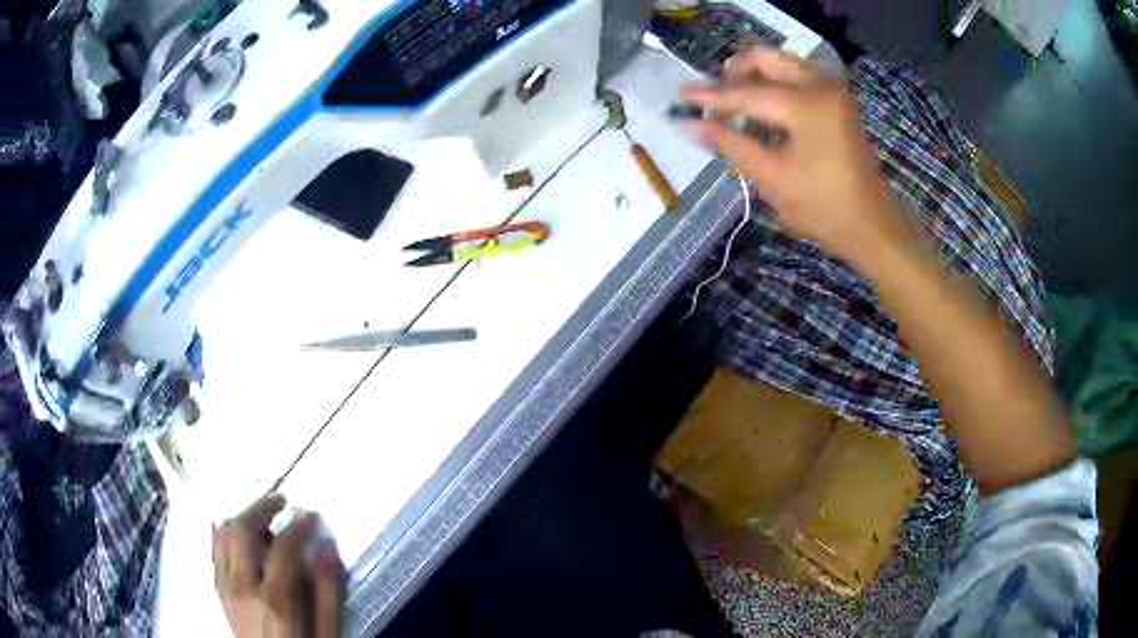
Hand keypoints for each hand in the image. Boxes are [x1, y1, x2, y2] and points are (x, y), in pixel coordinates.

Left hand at [213, 495, 344, 637]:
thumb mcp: (327, 633)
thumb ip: (328, 593)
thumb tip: (327, 548)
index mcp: (274, 599)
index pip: (283, 547)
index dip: (298, 525)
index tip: (311, 514)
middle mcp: (242, 584)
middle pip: (241, 529)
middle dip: (261, 506)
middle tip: (282, 501)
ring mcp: (224, 584)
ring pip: (223, 532)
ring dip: (243, 517)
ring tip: (263, 518)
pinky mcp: (218, 587)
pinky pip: (216, 546)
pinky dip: (228, 532)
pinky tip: (244, 537)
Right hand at [679, 47, 904, 263]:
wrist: (872, 227)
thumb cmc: (823, 209)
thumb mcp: (772, 179)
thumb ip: (730, 144)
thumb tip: (687, 123)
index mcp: (808, 105)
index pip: (747, 92)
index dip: (711, 96)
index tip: (681, 96)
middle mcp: (822, 85)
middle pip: (766, 58)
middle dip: (735, 73)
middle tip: (716, 99)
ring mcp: (833, 91)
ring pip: (781, 63)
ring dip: (754, 76)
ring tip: (736, 103)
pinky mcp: (838, 101)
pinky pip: (797, 76)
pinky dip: (774, 83)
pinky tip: (761, 107)